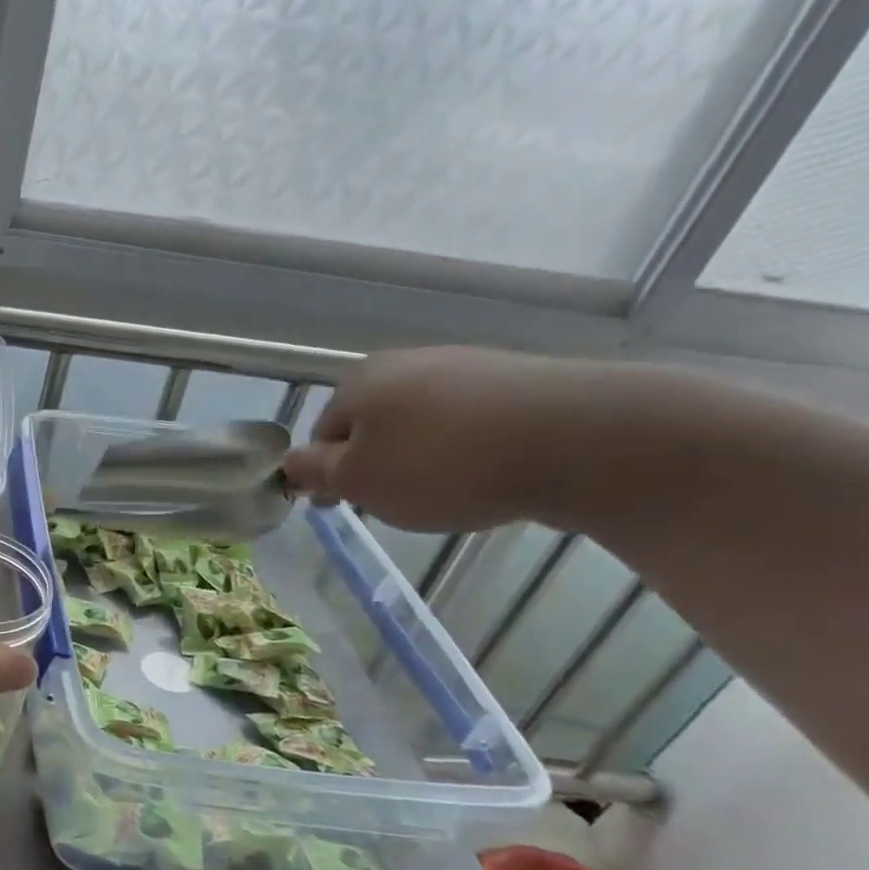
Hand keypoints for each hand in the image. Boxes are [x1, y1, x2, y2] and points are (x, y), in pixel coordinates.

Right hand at [283, 347, 593, 532]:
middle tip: (399, 502)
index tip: (348, 506)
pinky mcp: (518, 382)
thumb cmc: (442, 464)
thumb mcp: (359, 480)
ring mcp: (466, 367)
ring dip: (423, 458)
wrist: (579, 438)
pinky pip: (472, 423)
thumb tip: (290, 462)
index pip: (322, 434)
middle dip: (378, 464)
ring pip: (422, 424)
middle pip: (373, 426)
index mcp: (359, 383)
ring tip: (450, 492)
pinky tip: (490, 474)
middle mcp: (406, 363)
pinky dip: (469, 450)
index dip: (330, 474)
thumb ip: (316, 472)